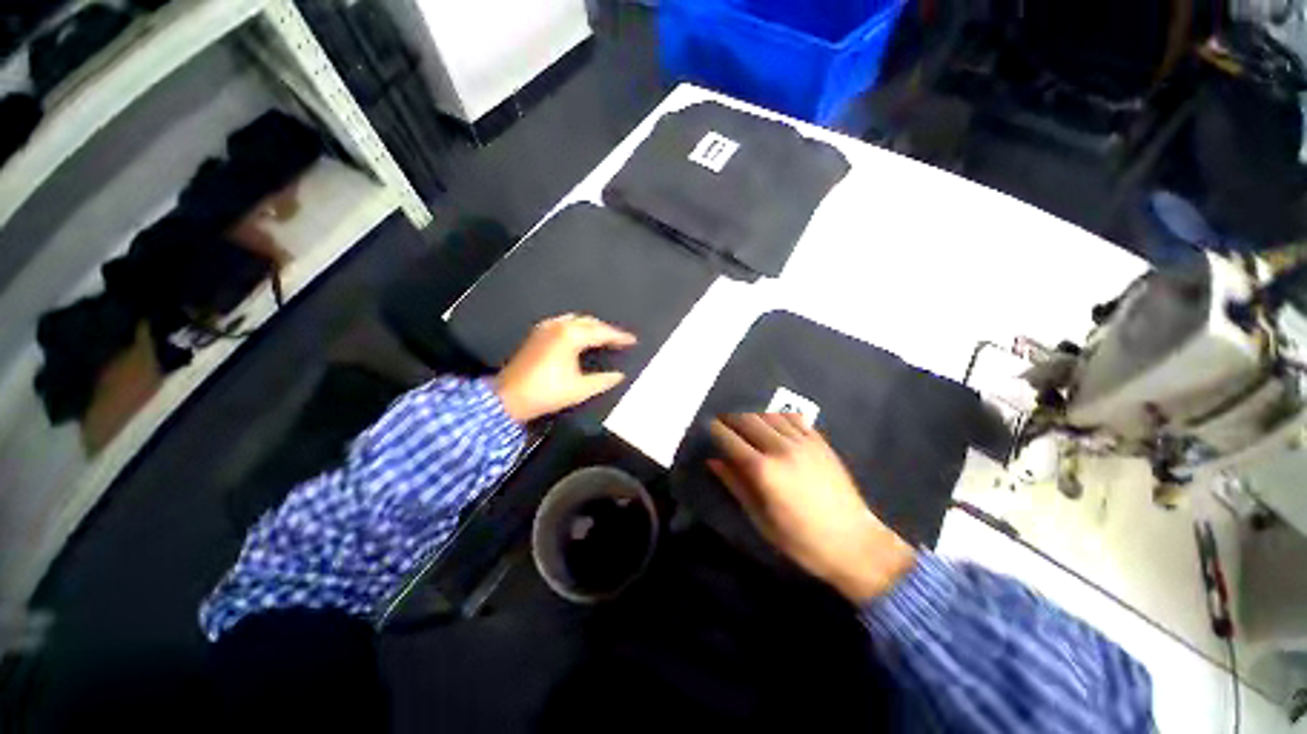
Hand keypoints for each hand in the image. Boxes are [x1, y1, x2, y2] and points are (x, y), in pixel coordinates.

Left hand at [494, 315, 636, 422]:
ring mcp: (545, 328)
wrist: (508, 398)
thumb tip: (619, 376)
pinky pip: (564, 323)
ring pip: (575, 320)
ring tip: (603, 337)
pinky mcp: (537, 334)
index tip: (632, 340)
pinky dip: (577, 327)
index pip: (601, 332)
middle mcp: (558, 326)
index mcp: (570, 336)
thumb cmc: (546, 392)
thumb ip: (603, 380)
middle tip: (619, 339)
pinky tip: (580, 337)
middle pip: (589, 322)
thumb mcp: (580, 389)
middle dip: (606, 329)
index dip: (619, 336)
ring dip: (591, 326)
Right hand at [707, 413, 915, 602]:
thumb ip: (736, 485)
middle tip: (723, 423)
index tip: (708, 427)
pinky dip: (778, 416)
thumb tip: (714, 462)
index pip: (730, 438)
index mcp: (763, 470)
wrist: (855, 544)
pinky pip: (794, 418)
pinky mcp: (820, 442)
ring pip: (769, 414)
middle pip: (747, 420)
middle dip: (731, 418)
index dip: (715, 430)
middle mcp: (780, 448)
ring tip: (746, 423)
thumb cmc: (801, 540)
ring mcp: (803, 442)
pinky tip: (774, 423)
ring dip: (752, 415)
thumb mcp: (761, 520)